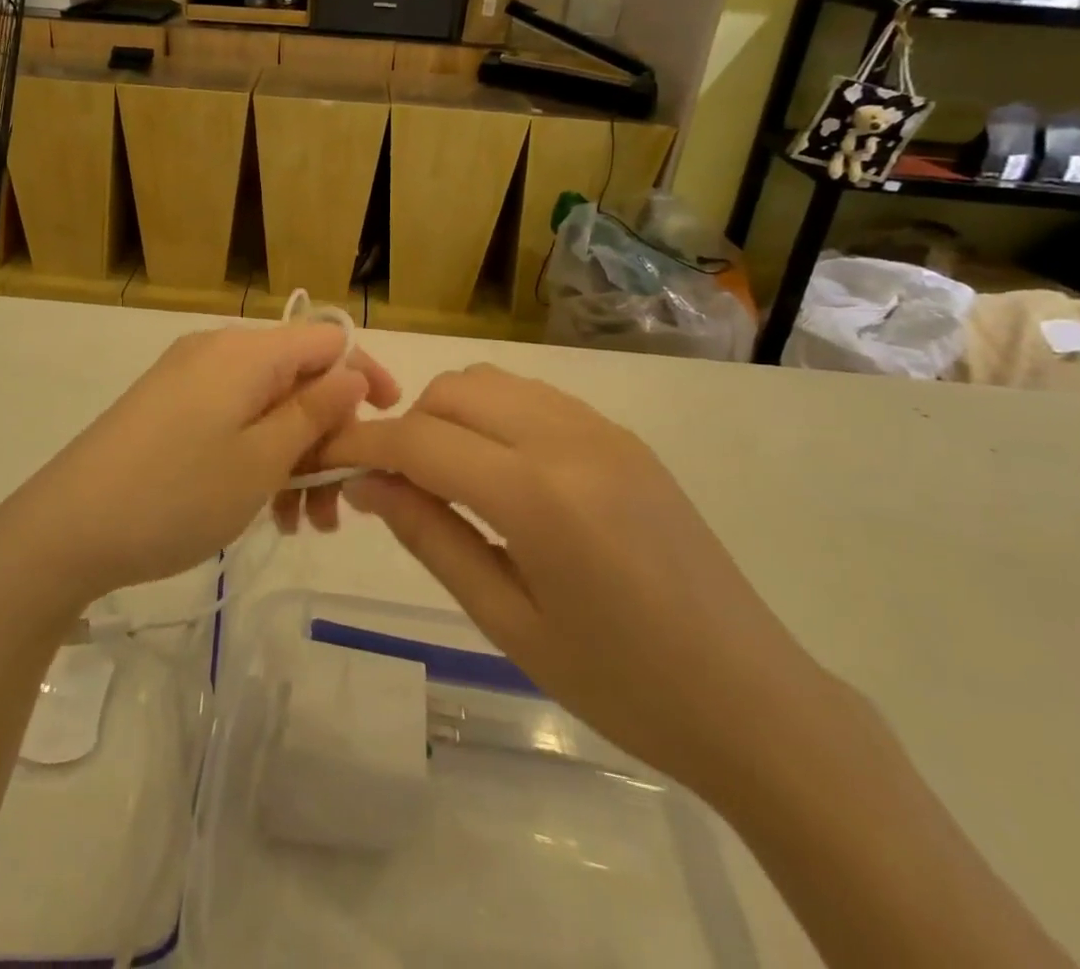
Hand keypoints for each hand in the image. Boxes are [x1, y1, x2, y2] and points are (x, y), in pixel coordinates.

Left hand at [0, 325, 398, 611]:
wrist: (65, 529)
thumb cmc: (176, 494)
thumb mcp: (261, 460)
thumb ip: (314, 413)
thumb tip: (353, 374)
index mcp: (245, 352)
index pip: (327, 341)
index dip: (365, 376)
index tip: (390, 424)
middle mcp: (218, 352)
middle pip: (297, 379)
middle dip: (329, 437)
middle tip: (340, 504)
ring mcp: (188, 380)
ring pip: (266, 407)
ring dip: (295, 458)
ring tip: (304, 525)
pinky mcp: (168, 409)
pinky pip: (232, 420)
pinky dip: (257, 457)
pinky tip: (264, 511)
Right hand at [320, 364, 839, 800]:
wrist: (753, 698)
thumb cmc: (622, 683)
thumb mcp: (508, 621)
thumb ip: (430, 537)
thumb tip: (366, 486)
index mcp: (538, 495)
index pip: (420, 440)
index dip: (362, 445)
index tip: (326, 460)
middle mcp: (568, 439)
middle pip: (452, 392)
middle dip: (406, 426)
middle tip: (392, 485)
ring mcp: (602, 429)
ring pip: (491, 382)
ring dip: (448, 414)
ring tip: (442, 477)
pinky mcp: (622, 435)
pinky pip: (533, 397)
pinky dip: (493, 415)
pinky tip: (497, 470)